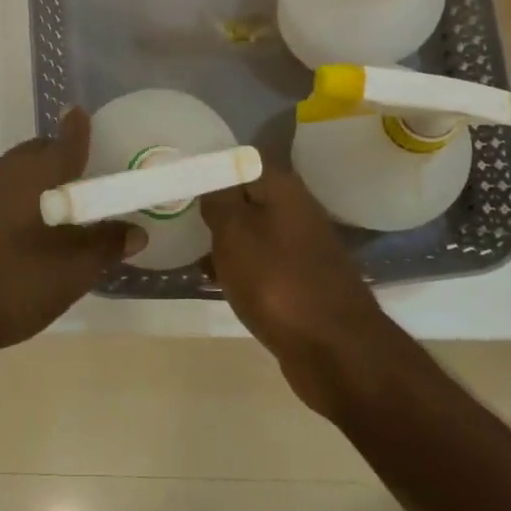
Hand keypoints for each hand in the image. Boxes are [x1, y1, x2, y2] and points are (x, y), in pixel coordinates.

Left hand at [0, 107, 141, 355]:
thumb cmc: (16, 283)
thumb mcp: (74, 270)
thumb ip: (108, 245)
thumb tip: (136, 230)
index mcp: (37, 172)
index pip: (67, 138)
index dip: (81, 128)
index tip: (87, 119)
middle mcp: (7, 169)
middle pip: (43, 151)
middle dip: (65, 159)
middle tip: (89, 185)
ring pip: (21, 170)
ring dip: (43, 180)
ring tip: (65, 212)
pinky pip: (4, 190)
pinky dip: (23, 197)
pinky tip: (33, 231)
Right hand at [200, 170, 390, 412]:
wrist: (334, 349)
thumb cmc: (276, 282)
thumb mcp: (234, 232)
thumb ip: (218, 199)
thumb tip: (211, 180)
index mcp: (282, 187)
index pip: (238, 161)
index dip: (208, 168)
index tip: (178, 182)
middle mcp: (297, 208)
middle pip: (246, 196)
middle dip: (214, 206)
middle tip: (176, 215)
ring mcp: (303, 245)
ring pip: (253, 230)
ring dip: (224, 239)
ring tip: (188, 249)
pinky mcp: (303, 279)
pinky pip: (262, 261)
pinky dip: (240, 266)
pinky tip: (215, 279)